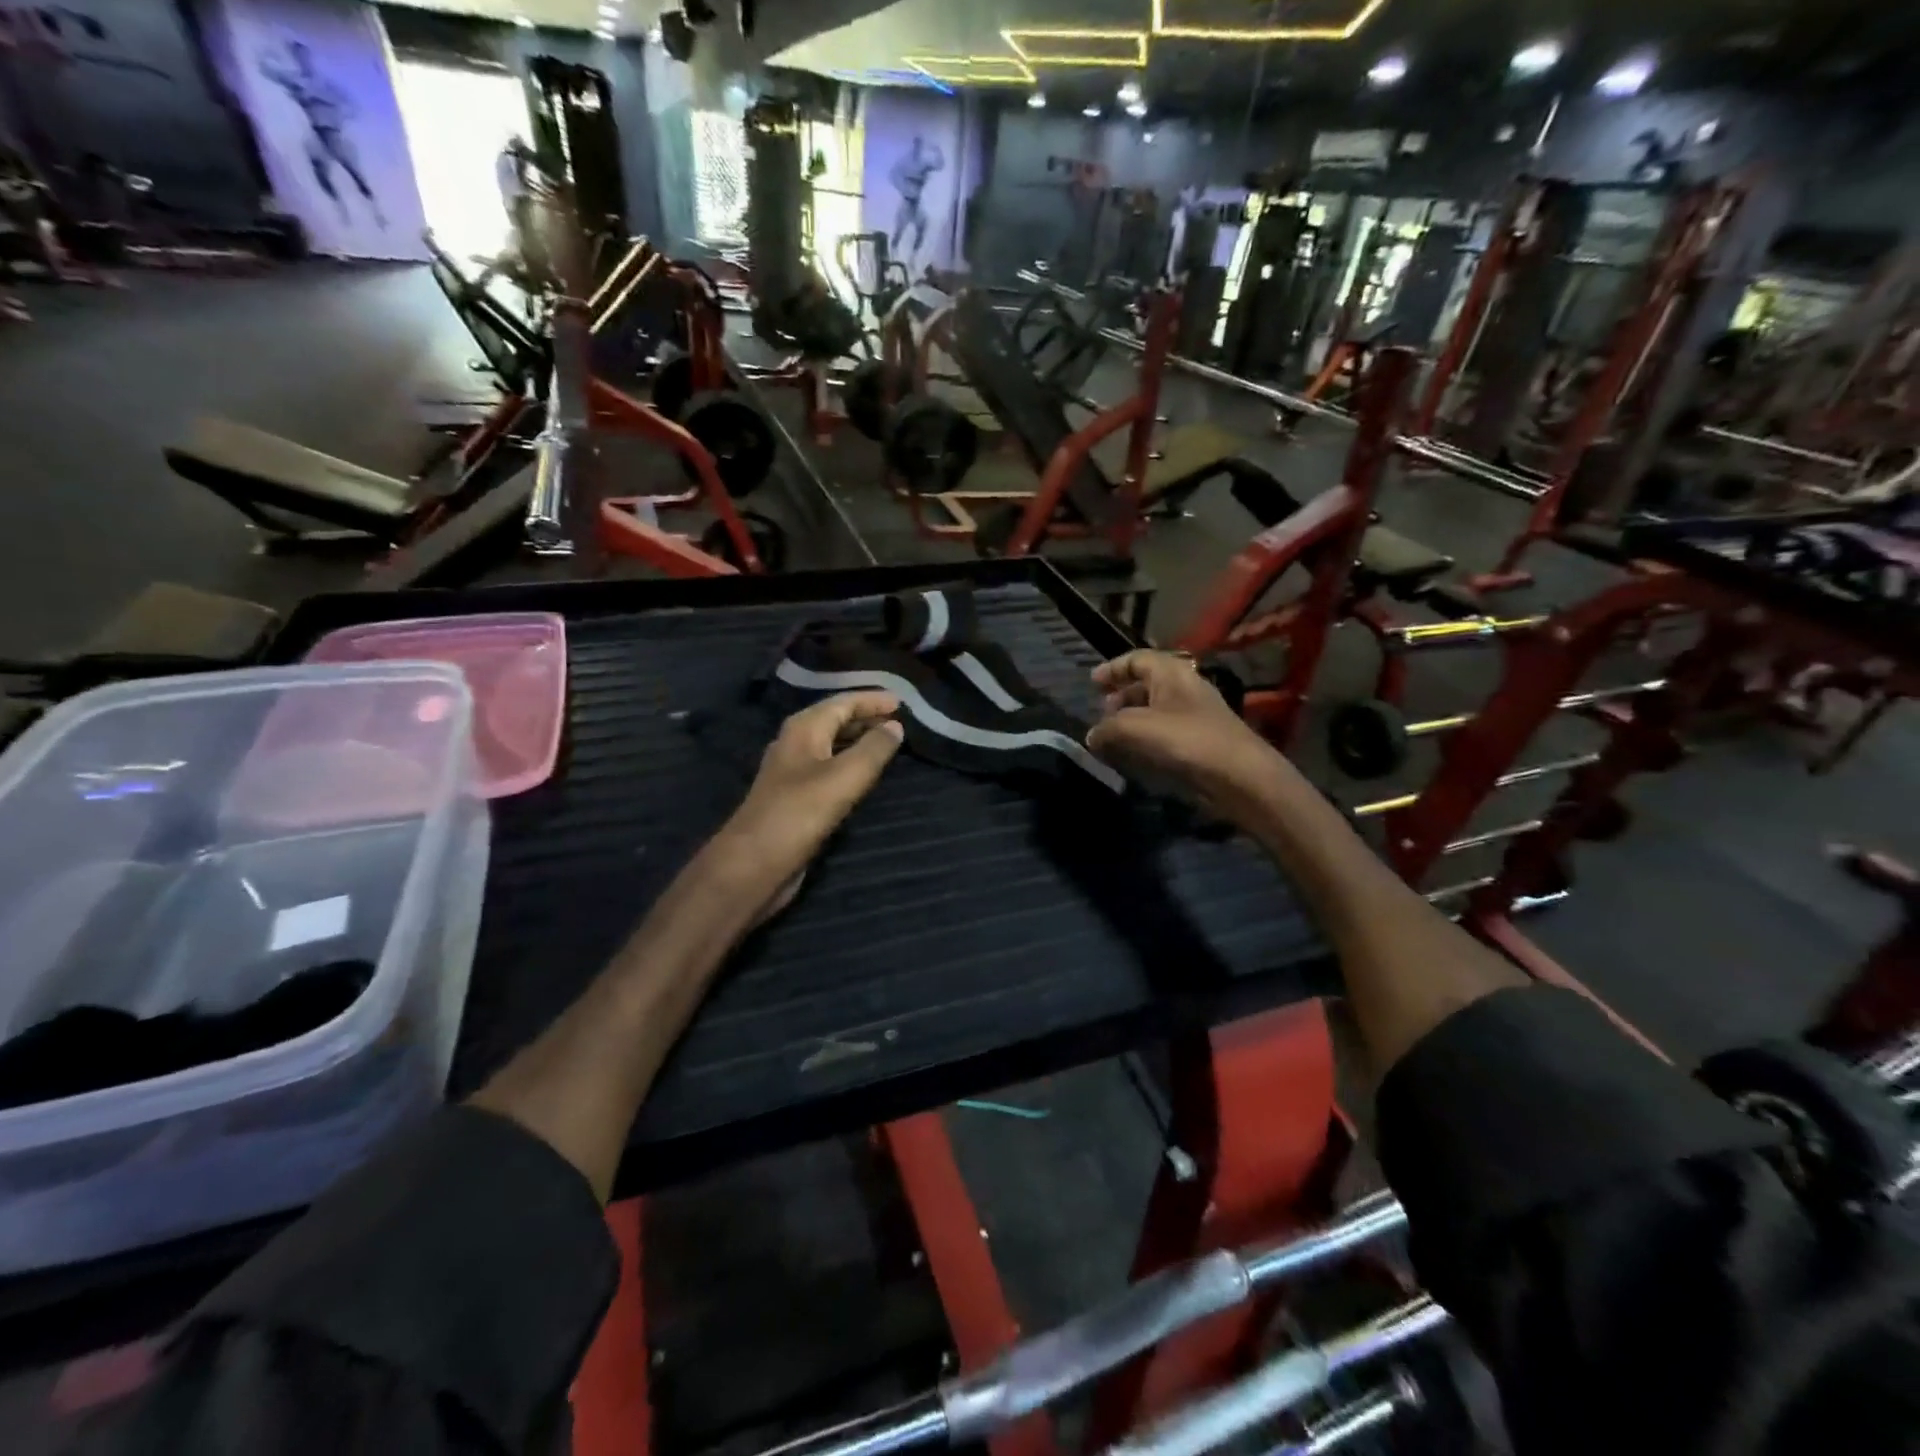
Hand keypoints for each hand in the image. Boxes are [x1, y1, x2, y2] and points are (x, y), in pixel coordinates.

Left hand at [710, 692, 904, 918]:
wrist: (754, 864)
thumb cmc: (800, 813)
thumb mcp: (845, 776)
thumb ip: (874, 749)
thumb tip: (895, 726)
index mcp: (803, 728)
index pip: (843, 702)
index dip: (872, 700)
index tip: (903, 702)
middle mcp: (796, 744)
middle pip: (835, 720)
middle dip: (867, 717)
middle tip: (900, 722)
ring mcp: (793, 772)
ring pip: (832, 745)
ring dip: (859, 741)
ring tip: (889, 744)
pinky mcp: (795, 798)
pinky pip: (829, 769)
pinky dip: (850, 764)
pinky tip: (865, 775)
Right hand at [1087, 651, 1297, 815]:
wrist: (1239, 775)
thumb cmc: (1187, 740)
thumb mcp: (1137, 728)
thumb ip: (1108, 728)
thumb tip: (1092, 737)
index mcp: (1171, 672)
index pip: (1137, 658)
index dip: (1113, 668)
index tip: (1092, 683)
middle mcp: (1184, 687)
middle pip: (1146, 683)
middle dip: (1121, 695)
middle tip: (1102, 712)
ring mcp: (1195, 714)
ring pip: (1156, 708)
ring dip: (1132, 719)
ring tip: (1113, 736)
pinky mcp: (1200, 739)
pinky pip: (1165, 730)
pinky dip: (1146, 737)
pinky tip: (1135, 754)